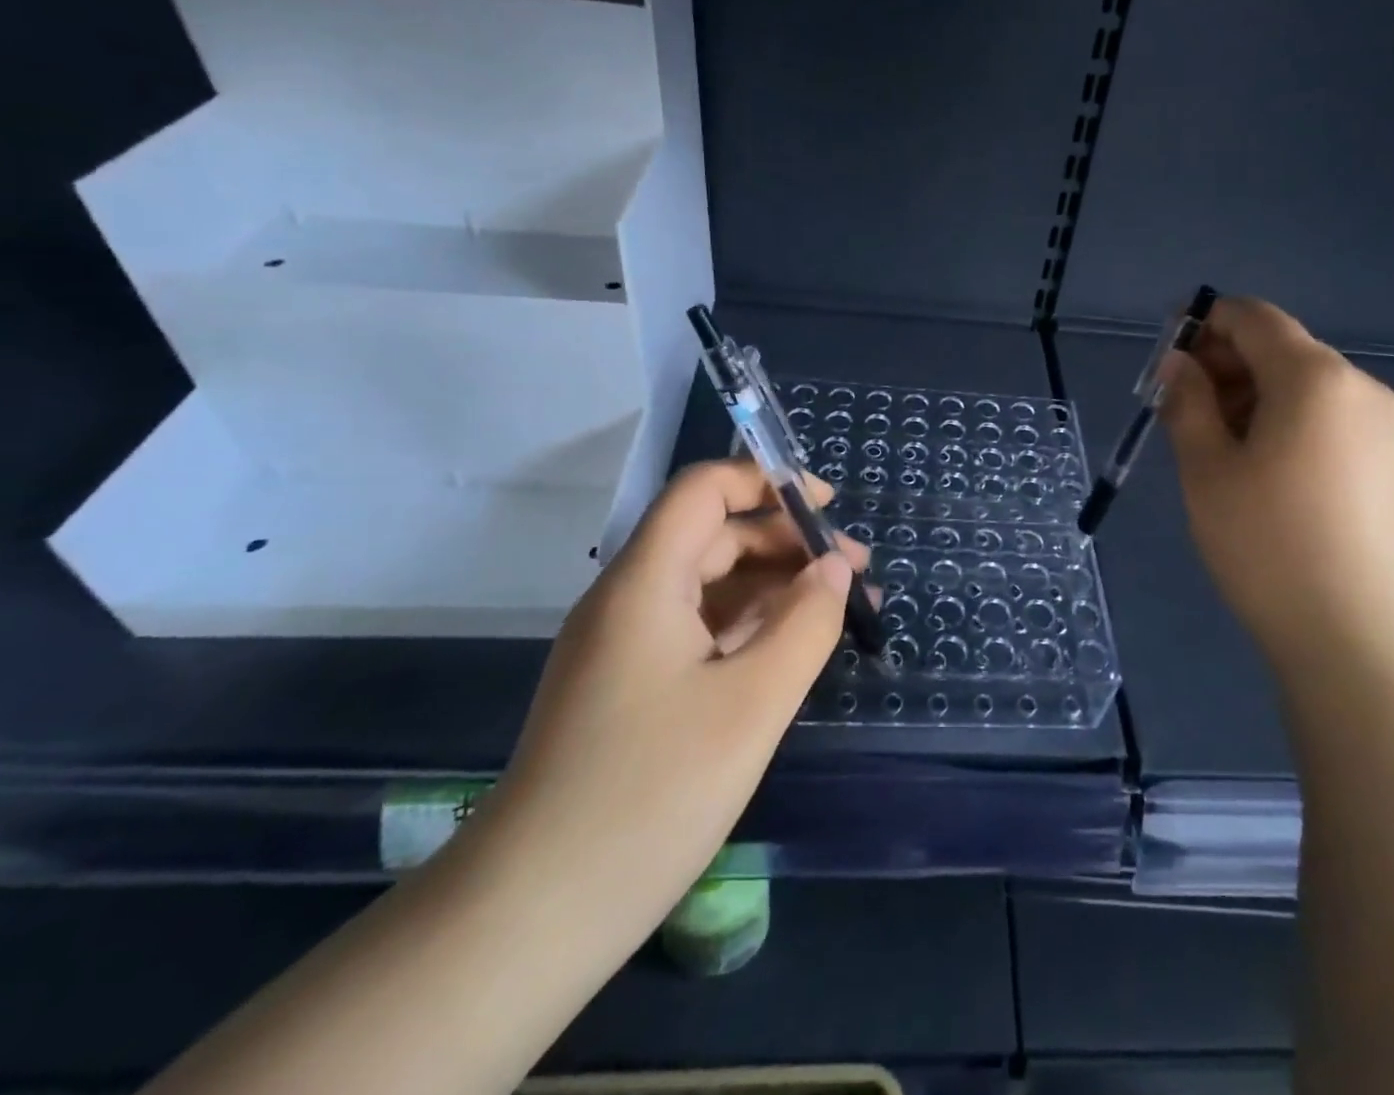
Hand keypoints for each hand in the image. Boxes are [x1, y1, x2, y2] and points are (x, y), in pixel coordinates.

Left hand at [476, 458, 868, 947]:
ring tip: (840, 609)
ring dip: (774, 586)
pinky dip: (748, 627)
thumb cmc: (652, 793)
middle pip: (712, 536)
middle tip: (855, 571)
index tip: (826, 507)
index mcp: (646, 580)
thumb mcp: (753, 702)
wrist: (534, 916)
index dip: (765, 481)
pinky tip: (790, 649)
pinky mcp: (628, 688)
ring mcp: (624, 646)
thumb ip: (806, 622)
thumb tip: (835, 566)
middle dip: (786, 541)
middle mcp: (629, 599)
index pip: (704, 490)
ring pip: (708, 586)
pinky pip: (697, 631)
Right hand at [1159, 297, 1393, 658]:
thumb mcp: (1206, 468)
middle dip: (1223, 363)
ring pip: (1301, 383)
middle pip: (1280, 347)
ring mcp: (1382, 424)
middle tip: (1178, 409)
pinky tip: (1256, 467)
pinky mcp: (1388, 460)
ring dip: (1249, 395)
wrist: (1361, 639)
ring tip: (1212, 445)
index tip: (1165, 357)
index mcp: (1314, 376)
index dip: (1203, 322)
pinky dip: (1281, 419)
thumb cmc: (1268, 545)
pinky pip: (1325, 416)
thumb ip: (1187, 401)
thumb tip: (1178, 362)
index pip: (1253, 316)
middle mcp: (1358, 386)